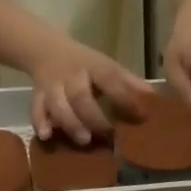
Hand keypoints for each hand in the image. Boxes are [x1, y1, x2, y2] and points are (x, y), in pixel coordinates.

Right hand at [27, 38, 149, 145]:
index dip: (126, 97)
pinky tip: (46, 136)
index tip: (141, 115)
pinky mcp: (37, 95)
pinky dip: (40, 122)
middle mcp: (72, 76)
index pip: (111, 79)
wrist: (44, 50)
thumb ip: (127, 82)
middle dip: (93, 116)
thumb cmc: (83, 64)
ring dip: (70, 123)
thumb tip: (155, 97)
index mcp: (93, 66)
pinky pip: (36, 108)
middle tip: (107, 134)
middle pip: (80, 95)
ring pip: (57, 104)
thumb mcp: (106, 66)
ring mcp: (53, 86)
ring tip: (84, 140)